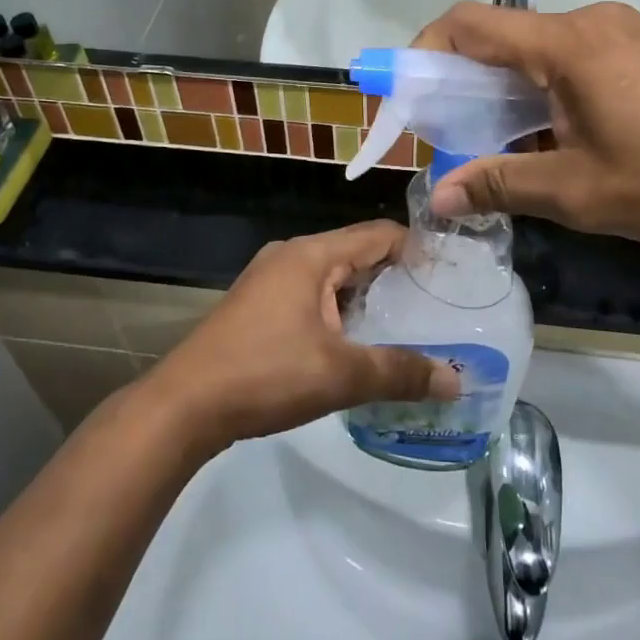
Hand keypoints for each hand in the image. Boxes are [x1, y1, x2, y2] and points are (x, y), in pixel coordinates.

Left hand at [145, 223, 460, 450]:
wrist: (184, 405)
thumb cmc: (265, 374)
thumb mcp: (340, 375)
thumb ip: (400, 373)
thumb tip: (455, 381)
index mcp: (312, 254)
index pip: (379, 234)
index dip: (416, 250)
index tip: (450, 276)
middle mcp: (291, 255)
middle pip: (356, 253)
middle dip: (395, 277)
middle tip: (435, 307)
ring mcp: (269, 279)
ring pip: (333, 276)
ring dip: (366, 298)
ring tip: (404, 327)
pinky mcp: (258, 305)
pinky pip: (311, 295)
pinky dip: (338, 311)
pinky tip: (354, 344)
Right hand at [413, 3, 639, 252]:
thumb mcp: (578, 190)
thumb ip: (501, 185)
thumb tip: (440, 196)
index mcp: (567, 44)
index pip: (470, 24)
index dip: (426, 51)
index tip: (409, 94)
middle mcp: (590, 22)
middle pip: (503, 38)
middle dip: (466, 83)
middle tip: (451, 135)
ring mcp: (621, 32)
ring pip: (538, 51)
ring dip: (508, 92)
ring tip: (502, 146)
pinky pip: (573, 58)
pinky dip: (545, 90)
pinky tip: (554, 136)